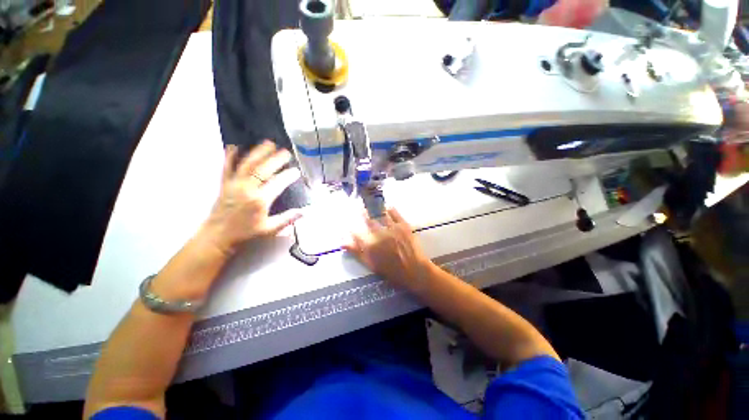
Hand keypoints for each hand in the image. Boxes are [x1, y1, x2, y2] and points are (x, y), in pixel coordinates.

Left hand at [201, 141, 301, 253]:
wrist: (218, 236)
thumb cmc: (246, 233)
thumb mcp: (270, 229)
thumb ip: (287, 219)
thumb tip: (304, 212)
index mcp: (260, 201)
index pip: (277, 184)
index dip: (288, 176)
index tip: (296, 171)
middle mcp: (247, 189)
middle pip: (263, 170)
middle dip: (275, 159)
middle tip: (286, 152)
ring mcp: (234, 184)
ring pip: (247, 164)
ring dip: (258, 153)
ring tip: (268, 143)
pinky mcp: (224, 184)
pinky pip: (226, 167)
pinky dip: (230, 156)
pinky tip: (234, 146)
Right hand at [343, 208, 433, 291]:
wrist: (415, 271)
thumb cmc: (392, 271)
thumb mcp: (371, 265)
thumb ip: (357, 253)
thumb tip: (342, 243)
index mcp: (370, 245)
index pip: (356, 232)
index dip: (351, 227)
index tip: (349, 223)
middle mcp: (379, 234)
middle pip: (367, 220)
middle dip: (362, 213)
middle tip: (359, 207)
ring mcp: (392, 228)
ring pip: (380, 214)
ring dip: (374, 209)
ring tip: (371, 204)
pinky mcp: (403, 225)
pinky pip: (395, 213)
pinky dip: (390, 209)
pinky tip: (387, 207)